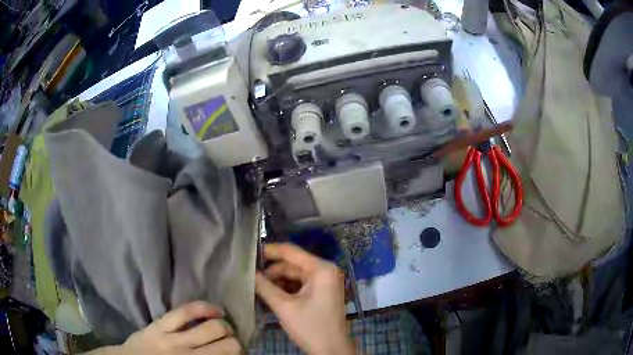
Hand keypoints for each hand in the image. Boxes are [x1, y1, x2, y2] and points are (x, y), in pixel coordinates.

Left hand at [100, 301, 241, 354]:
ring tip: (225, 328)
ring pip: (212, 327)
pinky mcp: (160, 325)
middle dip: (236, 343)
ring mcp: (173, 340)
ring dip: (225, 327)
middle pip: (229, 345)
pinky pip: (185, 311)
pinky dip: (205, 308)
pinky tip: (215, 310)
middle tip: (233, 344)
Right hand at [255, 243, 354, 354]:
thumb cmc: (310, 327)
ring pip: (294, 275)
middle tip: (250, 276)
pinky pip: (300, 284)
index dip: (269, 251)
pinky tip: (270, 294)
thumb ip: (265, 287)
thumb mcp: (284, 307)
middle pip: (292, 264)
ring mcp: (325, 282)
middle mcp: (325, 271)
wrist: (332, 349)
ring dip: (277, 281)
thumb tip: (248, 273)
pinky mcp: (322, 292)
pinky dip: (285, 288)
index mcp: (321, 269)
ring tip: (257, 287)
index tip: (248, 253)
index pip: (290, 251)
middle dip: (271, 271)